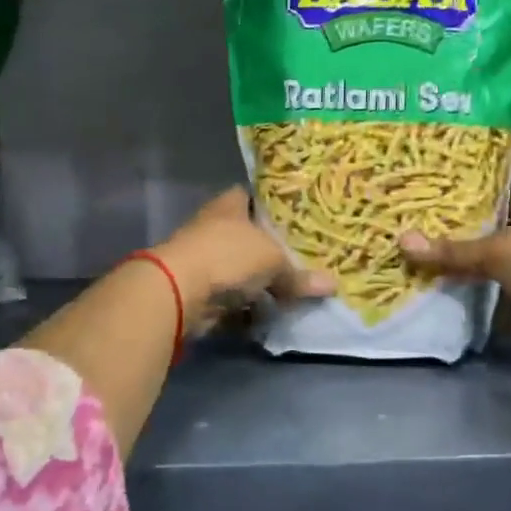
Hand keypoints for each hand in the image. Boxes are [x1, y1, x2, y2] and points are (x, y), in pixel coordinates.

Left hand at [152, 187, 334, 331]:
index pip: (251, 196)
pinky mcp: (198, 289)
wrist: (179, 290)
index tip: (293, 218)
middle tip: (299, 259)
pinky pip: (230, 296)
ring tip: (289, 291)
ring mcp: (203, 258)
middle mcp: (214, 226)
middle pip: (246, 235)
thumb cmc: (228, 256)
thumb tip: (332, 285)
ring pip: (238, 268)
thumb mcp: (273, 261)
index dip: (270, 205)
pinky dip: (245, 306)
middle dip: (268, 249)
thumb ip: (299, 274)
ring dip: (257, 281)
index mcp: (230, 205)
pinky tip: (266, 313)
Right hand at [399, 187, 510, 313]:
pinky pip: (508, 293)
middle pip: (500, 232)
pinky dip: (490, 297)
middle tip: (429, 240)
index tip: (440, 209)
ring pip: (503, 264)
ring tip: (435, 268)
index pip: (501, 196)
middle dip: (470, 239)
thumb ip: (450, 250)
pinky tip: (459, 297)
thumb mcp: (493, 251)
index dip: (473, 202)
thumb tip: (401, 241)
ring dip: (479, 271)